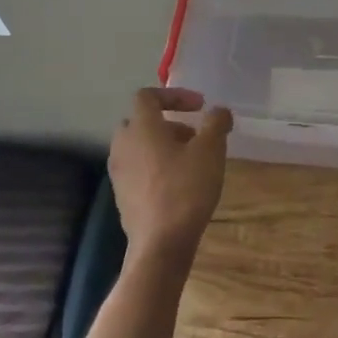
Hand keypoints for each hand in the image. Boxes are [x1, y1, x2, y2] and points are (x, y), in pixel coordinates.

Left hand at [108, 87, 233, 266]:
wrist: (160, 243)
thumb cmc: (186, 188)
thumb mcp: (211, 150)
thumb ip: (216, 123)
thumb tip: (218, 111)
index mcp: (141, 128)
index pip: (147, 96)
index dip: (174, 94)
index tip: (200, 106)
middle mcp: (123, 145)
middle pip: (140, 121)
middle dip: (169, 122)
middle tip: (193, 135)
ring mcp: (118, 172)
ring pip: (138, 146)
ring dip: (163, 145)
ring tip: (190, 161)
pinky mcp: (121, 195)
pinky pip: (137, 168)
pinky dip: (155, 166)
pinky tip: (178, 184)